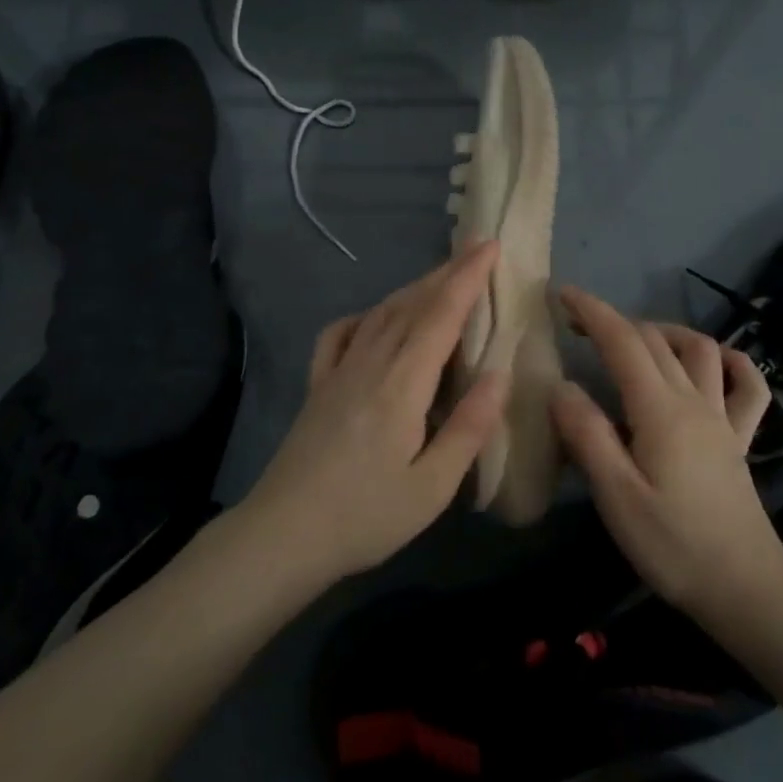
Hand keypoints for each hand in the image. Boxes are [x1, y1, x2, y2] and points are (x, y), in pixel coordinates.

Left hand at [238, 243, 507, 586]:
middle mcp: (370, 363)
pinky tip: (374, 317)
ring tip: (440, 276)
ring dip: (414, 289)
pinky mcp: (318, 385)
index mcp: (402, 384)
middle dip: (447, 273)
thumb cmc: (365, 516)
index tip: (490, 246)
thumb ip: (469, 427)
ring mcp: (338, 371)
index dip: (468, 278)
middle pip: (412, 304)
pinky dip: (364, 315)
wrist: (282, 535)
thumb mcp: (431, 487)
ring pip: (381, 313)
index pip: (441, 315)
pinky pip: (341, 334)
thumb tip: (500, 374)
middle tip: (476, 250)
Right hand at [550, 287, 782, 613]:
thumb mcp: (616, 496)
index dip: (591, 311)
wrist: (746, 589)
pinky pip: (749, 388)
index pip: (622, 341)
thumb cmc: (673, 545)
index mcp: (660, 409)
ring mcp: (723, 417)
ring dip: (665, 332)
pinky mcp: (740, 439)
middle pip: (654, 339)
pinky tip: (716, 363)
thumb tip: (561, 386)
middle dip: (614, 320)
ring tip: (635, 341)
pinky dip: (734, 363)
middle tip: (577, 325)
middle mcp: (694, 400)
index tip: (560, 293)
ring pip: (700, 349)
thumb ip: (587, 435)